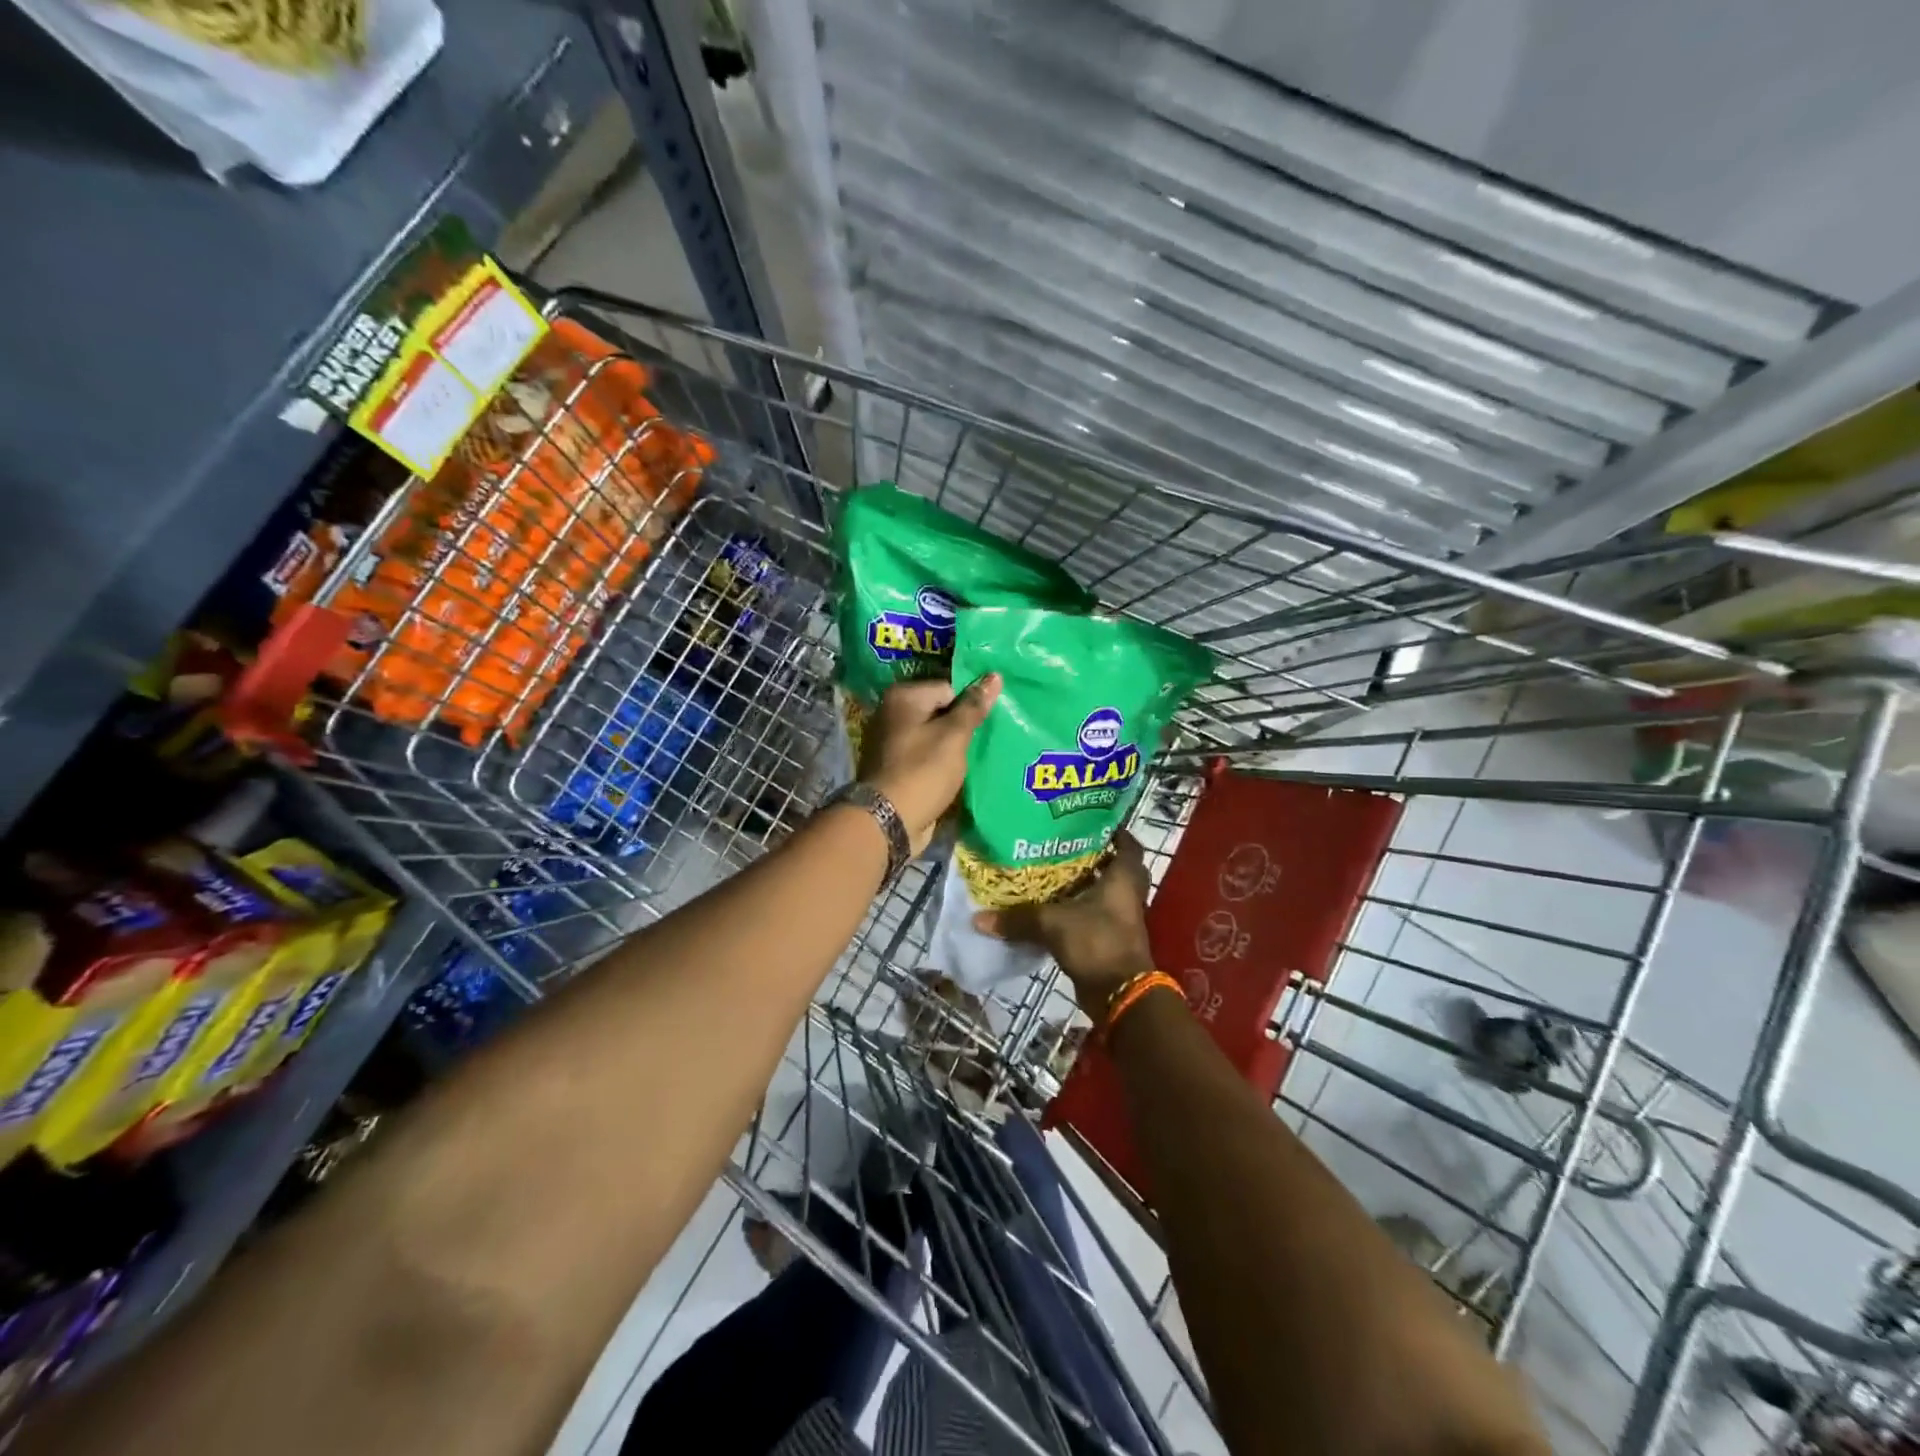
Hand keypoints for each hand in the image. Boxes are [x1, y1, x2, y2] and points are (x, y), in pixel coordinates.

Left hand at [858, 674, 1001, 853]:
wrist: (888, 821)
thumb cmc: (923, 771)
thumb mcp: (954, 736)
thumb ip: (974, 706)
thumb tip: (994, 675)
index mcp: (902, 697)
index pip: (948, 688)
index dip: (969, 705)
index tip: (987, 723)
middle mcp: (892, 714)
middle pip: (940, 711)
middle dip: (962, 726)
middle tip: (988, 739)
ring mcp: (892, 742)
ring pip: (934, 736)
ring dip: (954, 747)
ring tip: (978, 757)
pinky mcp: (896, 768)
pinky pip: (926, 757)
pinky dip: (941, 763)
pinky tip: (960, 773)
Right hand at [973, 830, 1154, 1017]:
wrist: (1120, 995)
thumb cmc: (1096, 942)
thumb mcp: (1052, 925)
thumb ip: (1017, 919)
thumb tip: (978, 918)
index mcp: (1123, 878)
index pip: (1127, 843)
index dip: (1112, 830)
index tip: (1087, 819)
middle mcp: (1127, 893)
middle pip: (1116, 866)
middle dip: (1095, 856)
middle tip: (1065, 844)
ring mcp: (1121, 917)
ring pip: (1106, 891)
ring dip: (1087, 883)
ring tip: (1054, 871)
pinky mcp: (1111, 938)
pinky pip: (1096, 914)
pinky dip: (1080, 908)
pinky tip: (1054, 906)